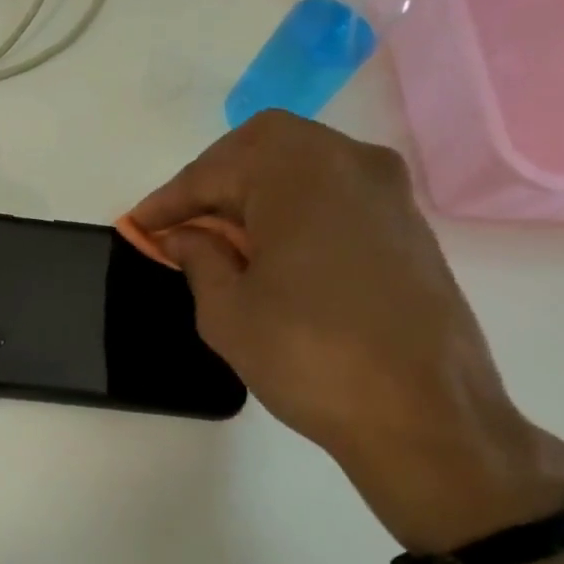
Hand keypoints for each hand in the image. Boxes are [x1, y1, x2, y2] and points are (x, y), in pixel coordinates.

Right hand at [130, 112, 563, 552]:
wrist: (426, 415)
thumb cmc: (309, 356)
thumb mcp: (227, 311)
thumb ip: (197, 257)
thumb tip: (183, 235)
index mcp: (299, 173)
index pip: (214, 170)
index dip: (169, 199)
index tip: (138, 226)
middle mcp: (349, 162)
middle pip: (262, 148)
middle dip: (212, 181)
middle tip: (180, 224)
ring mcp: (387, 191)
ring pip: (301, 166)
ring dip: (252, 192)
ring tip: (219, 238)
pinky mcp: (406, 224)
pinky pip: (332, 193)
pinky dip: (292, 207)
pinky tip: (270, 250)